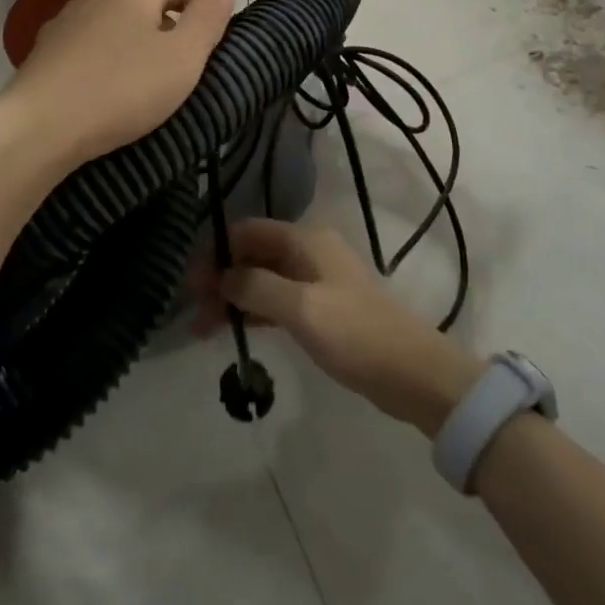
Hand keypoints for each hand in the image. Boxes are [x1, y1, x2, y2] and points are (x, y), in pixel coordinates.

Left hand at [0, 0, 232, 163]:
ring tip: (147, 74)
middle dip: (168, 20)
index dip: (201, 0)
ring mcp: (65, 23)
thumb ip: (207, 20)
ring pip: (113, 23)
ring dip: (134, 40)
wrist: (40, 127)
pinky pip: (88, 47)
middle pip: (143, 0)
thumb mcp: (183, 58)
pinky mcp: (44, 52)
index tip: (216, 30)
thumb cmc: (123, 89)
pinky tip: (107, 85)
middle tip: (187, 56)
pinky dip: (105, 58)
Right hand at [202, 220, 483, 434]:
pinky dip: (255, 311)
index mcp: (306, 239)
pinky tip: (235, 329)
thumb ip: (257, 287)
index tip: (190, 283)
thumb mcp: (302, 308)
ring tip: (204, 327)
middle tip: (195, 312)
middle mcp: (309, 251)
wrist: (413, 373)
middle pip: (253, 254)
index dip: (216, 252)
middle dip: (222, 277)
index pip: (247, 231)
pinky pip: (277, 300)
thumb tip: (222, 276)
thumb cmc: (356, 334)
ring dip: (235, 297)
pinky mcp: (321, 308)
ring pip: (263, 279)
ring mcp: (316, 280)